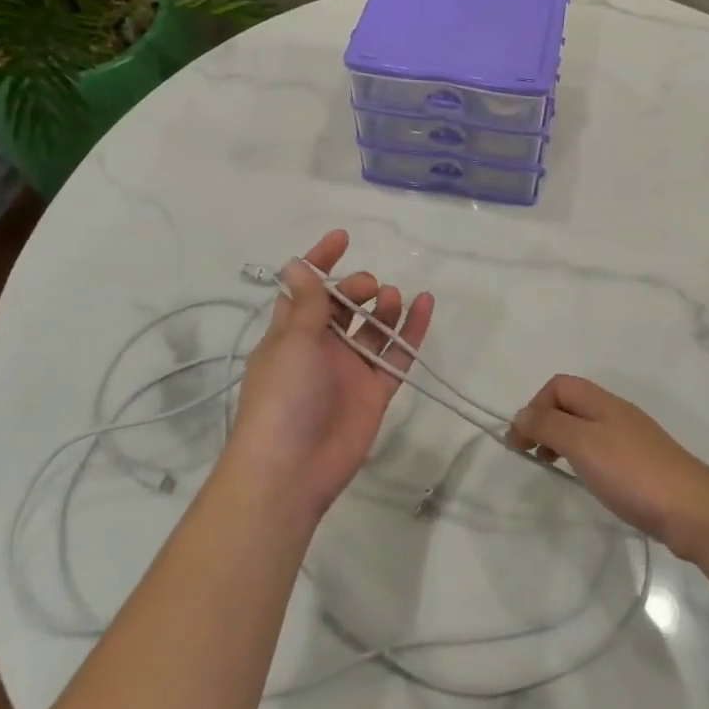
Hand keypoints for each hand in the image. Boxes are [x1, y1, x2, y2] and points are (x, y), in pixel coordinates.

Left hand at [224, 229, 433, 523]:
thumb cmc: (282, 397)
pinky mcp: (375, 391)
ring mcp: (350, 370)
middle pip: (343, 307)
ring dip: (384, 306)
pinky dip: (412, 331)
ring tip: (392, 298)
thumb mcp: (292, 342)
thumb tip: (296, 264)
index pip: (306, 289)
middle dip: (357, 288)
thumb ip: (307, 304)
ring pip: (373, 328)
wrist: (291, 470)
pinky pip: (397, 354)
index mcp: (291, 334)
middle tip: (369, 288)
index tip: (343, 238)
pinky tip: (426, 305)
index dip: (320, 262)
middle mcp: (320, 348)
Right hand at [505, 374, 708, 559]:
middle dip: (545, 422)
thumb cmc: (632, 473)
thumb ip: (548, 426)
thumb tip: (520, 415)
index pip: (558, 385)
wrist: (693, 510)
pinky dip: (583, 457)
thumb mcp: (582, 444)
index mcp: (602, 401)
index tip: (521, 441)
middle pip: (571, 403)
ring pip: (586, 427)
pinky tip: (586, 480)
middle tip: (531, 454)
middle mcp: (616, 412)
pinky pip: (602, 449)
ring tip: (553, 467)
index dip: (534, 406)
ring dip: (562, 440)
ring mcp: (632, 438)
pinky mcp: (642, 464)